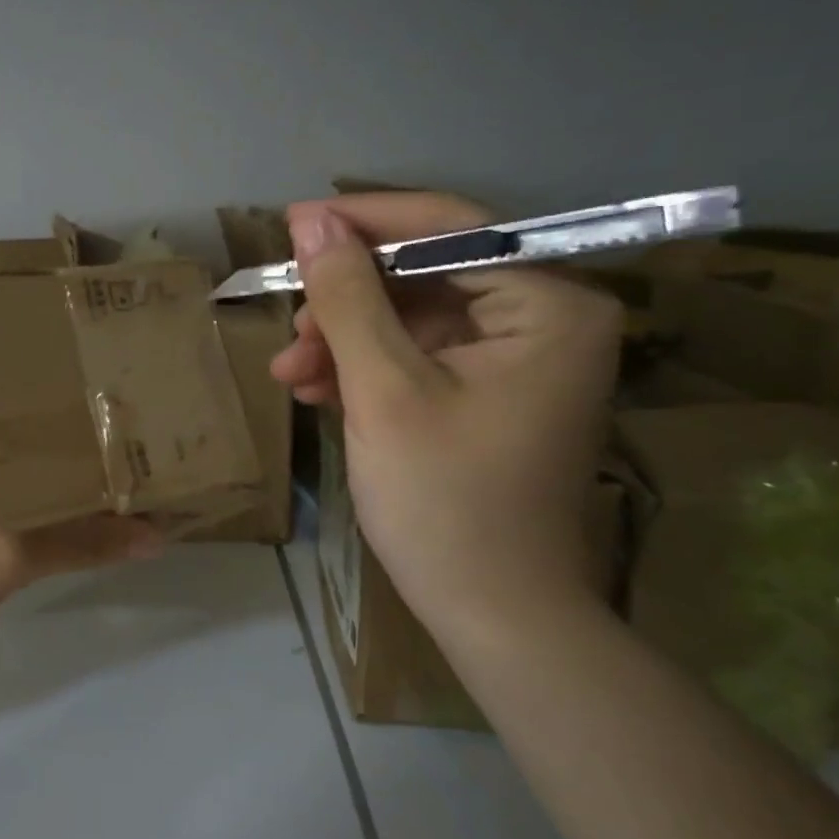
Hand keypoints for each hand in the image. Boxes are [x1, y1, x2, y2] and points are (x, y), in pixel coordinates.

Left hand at [0, 368, 160, 664]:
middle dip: (82, 446)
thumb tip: (161, 537)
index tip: (148, 427)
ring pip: (17, 452)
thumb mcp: (1, 555)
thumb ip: (83, 541)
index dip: (90, 413)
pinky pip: (0, 477)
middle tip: (152, 453)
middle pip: (27, 420)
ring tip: (133, 477)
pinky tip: (85, 506)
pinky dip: (35, 495)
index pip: (32, 390)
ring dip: (61, 475)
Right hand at [271, 192, 621, 623]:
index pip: (451, 229)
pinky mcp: (490, 393)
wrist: (492, 617)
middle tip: (289, 327)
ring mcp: (518, 359)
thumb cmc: (445, 503)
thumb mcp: (384, 391)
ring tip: (289, 373)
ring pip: (413, 319)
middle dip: (348, 303)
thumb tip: (311, 221)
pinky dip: (366, 369)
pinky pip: (419, 357)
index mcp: (549, 306)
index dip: (365, 222)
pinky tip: (316, 390)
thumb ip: (349, 298)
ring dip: (346, 340)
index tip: (292, 224)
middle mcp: (546, 319)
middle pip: (427, 276)